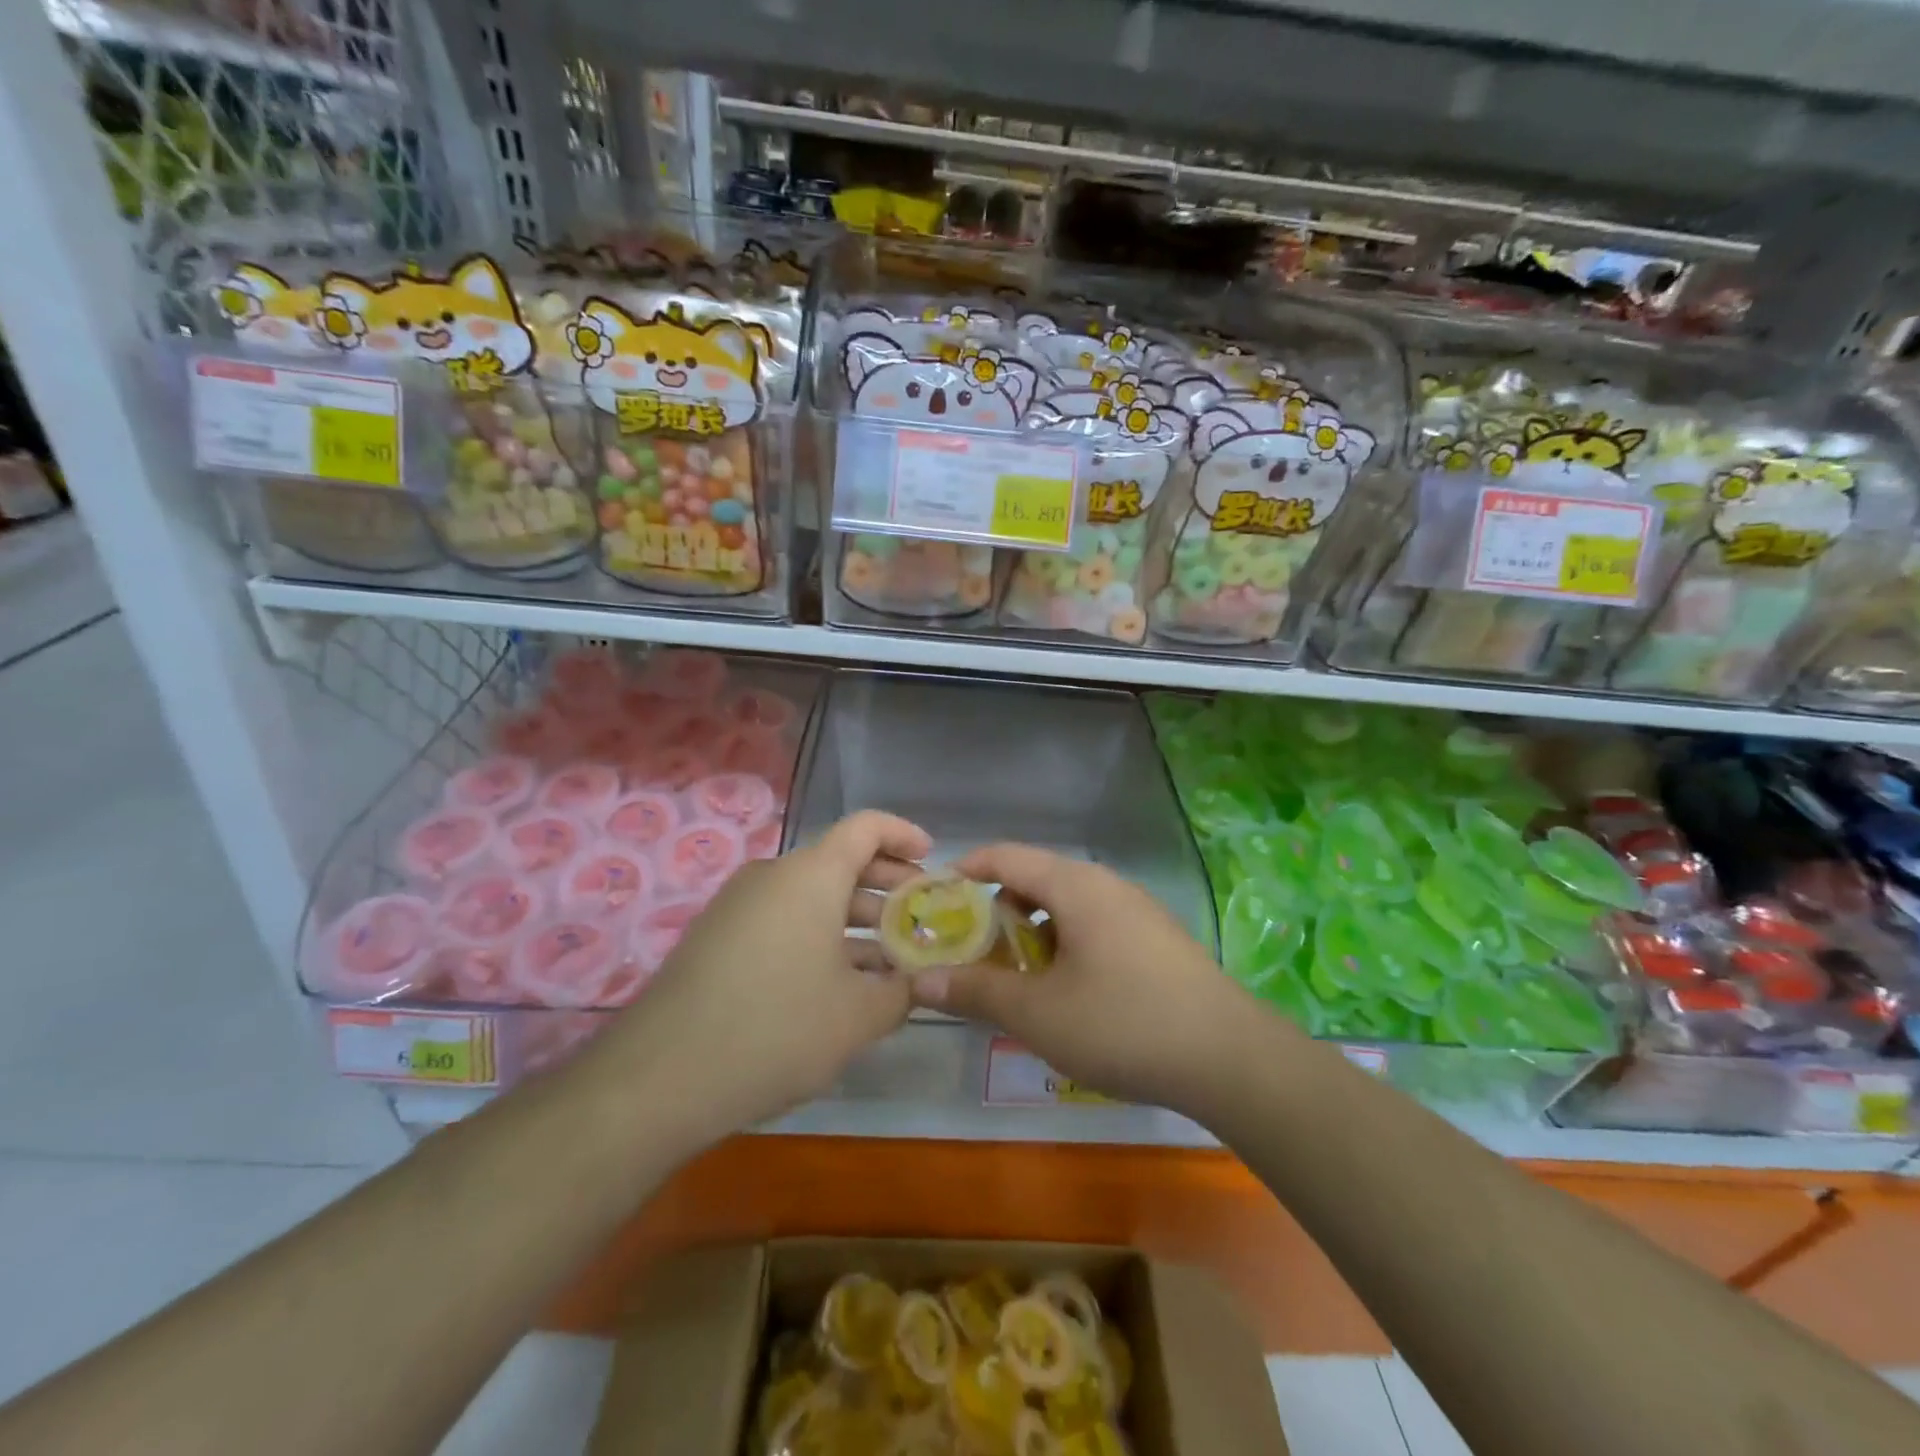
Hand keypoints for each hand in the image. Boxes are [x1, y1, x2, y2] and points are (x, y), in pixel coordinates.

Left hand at [600, 811, 929, 1143]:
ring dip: (855, 920)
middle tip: (919, 918)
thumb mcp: (858, 1016)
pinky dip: (818, 937)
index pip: (867, 827)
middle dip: (887, 886)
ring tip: (888, 960)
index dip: (905, 835)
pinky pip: (782, 921)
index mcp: (811, 875)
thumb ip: (901, 991)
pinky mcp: (717, 939)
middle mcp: (773, 876)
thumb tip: (916, 983)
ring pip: (811, 897)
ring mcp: (739, 907)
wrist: (658, 1079)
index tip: (933, 860)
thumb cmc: (776, 1029)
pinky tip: (837, 984)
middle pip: (841, 862)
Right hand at [910, 844, 1252, 1112]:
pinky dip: (1066, 947)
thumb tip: (922, 980)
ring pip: (1067, 907)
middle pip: (1036, 880)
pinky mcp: (1157, 939)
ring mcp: (1137, 910)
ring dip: (1033, 935)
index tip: (936, 898)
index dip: (966, 871)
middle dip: (997, 913)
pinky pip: (1095, 927)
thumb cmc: (1122, 1023)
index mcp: (1075, 885)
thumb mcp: (1037, 1012)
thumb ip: (976, 991)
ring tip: (1019, 980)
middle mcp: (1107, 885)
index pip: (1006, 856)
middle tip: (974, 953)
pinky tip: (1069, 995)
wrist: (1230, 1058)